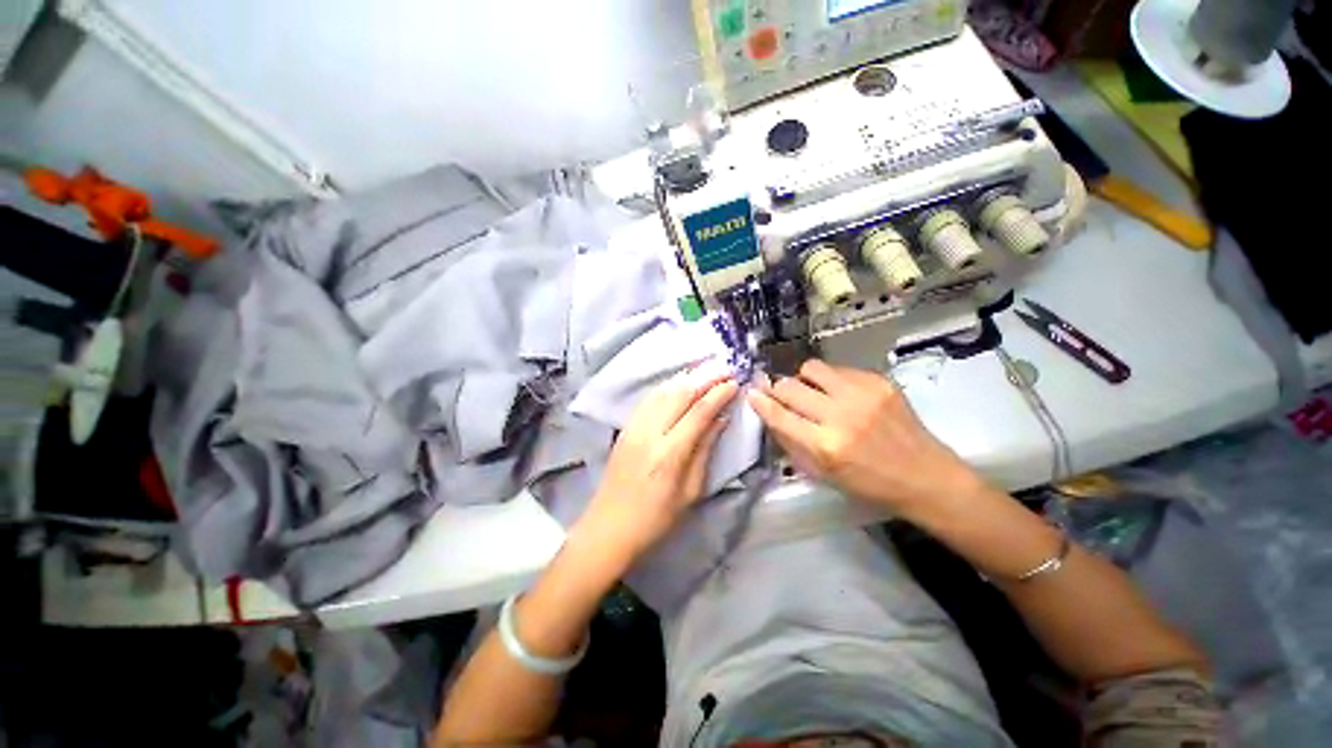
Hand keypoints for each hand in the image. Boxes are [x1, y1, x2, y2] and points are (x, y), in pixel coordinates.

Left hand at [571, 368, 738, 570]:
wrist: (609, 527)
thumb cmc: (656, 518)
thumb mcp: (690, 491)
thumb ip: (705, 450)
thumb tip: (721, 419)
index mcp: (670, 453)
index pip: (699, 412)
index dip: (718, 394)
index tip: (734, 382)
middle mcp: (650, 433)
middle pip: (680, 394)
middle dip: (705, 378)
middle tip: (724, 369)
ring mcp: (634, 427)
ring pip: (663, 392)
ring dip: (686, 379)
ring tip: (706, 371)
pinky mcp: (625, 428)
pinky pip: (648, 399)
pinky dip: (667, 387)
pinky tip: (678, 384)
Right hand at [747, 359, 984, 521]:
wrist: (925, 476)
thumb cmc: (869, 483)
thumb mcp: (823, 474)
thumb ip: (792, 443)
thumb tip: (770, 415)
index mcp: (825, 446)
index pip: (779, 414)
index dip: (760, 401)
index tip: (752, 393)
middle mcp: (841, 415)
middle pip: (789, 386)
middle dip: (778, 389)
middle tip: (782, 394)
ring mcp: (862, 394)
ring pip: (811, 368)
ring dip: (803, 378)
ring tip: (811, 390)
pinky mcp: (879, 381)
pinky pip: (838, 369)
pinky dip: (830, 379)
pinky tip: (839, 393)